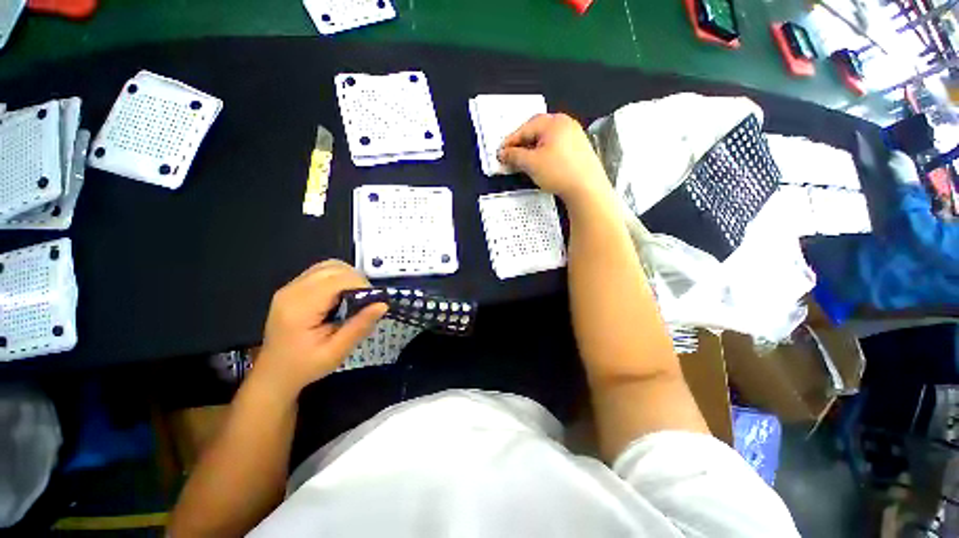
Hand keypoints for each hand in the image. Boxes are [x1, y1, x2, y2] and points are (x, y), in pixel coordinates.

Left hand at [252, 260, 386, 396]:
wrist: (274, 374)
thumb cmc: (305, 366)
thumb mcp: (336, 352)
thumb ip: (359, 327)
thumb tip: (383, 305)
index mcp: (301, 307)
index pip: (338, 279)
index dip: (361, 285)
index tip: (373, 302)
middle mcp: (293, 291)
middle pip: (333, 268)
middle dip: (357, 280)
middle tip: (366, 301)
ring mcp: (290, 288)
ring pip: (328, 266)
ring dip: (348, 277)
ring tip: (355, 298)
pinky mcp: (292, 289)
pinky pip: (321, 272)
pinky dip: (338, 278)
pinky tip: (341, 296)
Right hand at [498, 113, 611, 203]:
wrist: (586, 188)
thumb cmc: (559, 172)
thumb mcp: (531, 163)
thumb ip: (514, 156)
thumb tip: (504, 153)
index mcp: (554, 122)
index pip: (525, 128)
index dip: (510, 141)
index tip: (500, 152)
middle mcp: (565, 124)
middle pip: (536, 131)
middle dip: (522, 144)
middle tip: (511, 157)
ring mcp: (574, 136)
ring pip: (546, 140)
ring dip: (532, 150)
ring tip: (524, 163)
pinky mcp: (579, 149)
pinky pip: (556, 147)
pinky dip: (544, 154)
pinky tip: (540, 165)